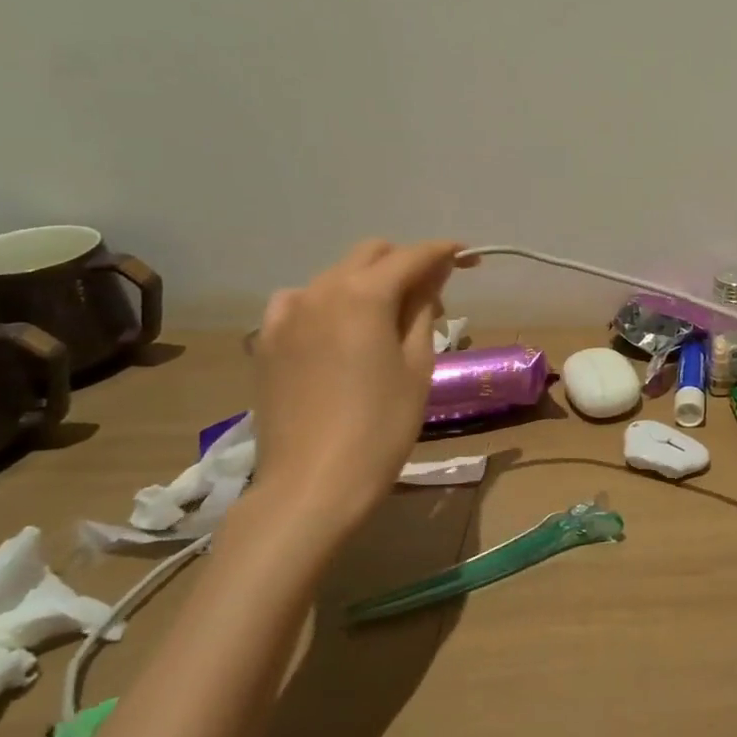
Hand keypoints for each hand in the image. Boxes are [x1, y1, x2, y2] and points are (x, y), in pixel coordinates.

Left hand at [251, 239, 463, 533]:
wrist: (312, 484)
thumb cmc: (381, 426)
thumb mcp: (417, 364)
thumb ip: (423, 309)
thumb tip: (433, 275)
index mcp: (364, 294)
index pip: (413, 256)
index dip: (445, 252)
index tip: (469, 258)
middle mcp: (321, 290)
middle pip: (371, 255)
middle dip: (406, 264)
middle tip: (433, 298)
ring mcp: (287, 314)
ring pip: (337, 275)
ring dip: (369, 282)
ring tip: (387, 320)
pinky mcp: (267, 340)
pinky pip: (302, 301)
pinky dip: (329, 303)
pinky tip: (340, 331)